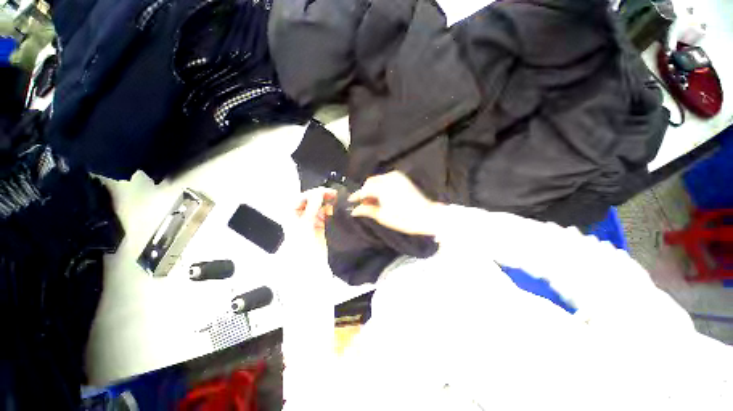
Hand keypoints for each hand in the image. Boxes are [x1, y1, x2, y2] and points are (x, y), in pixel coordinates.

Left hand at [294, 187, 335, 248]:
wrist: (308, 262)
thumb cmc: (300, 245)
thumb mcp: (305, 223)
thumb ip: (313, 206)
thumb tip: (319, 193)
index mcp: (291, 212)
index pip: (303, 197)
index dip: (314, 193)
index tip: (326, 191)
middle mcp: (300, 214)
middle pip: (312, 200)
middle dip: (322, 197)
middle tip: (333, 194)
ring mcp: (310, 219)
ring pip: (320, 206)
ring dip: (327, 203)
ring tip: (336, 200)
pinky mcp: (319, 224)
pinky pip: (325, 213)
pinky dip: (330, 210)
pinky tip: (335, 209)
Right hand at [349, 171, 442, 235]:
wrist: (426, 215)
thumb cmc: (403, 219)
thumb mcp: (382, 216)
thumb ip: (366, 210)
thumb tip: (354, 210)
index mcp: (383, 187)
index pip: (364, 189)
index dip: (356, 195)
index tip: (350, 201)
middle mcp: (388, 178)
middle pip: (370, 182)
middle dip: (364, 191)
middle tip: (361, 203)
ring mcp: (396, 176)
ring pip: (377, 180)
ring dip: (372, 188)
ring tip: (371, 201)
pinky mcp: (402, 178)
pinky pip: (386, 179)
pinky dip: (380, 186)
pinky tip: (380, 196)